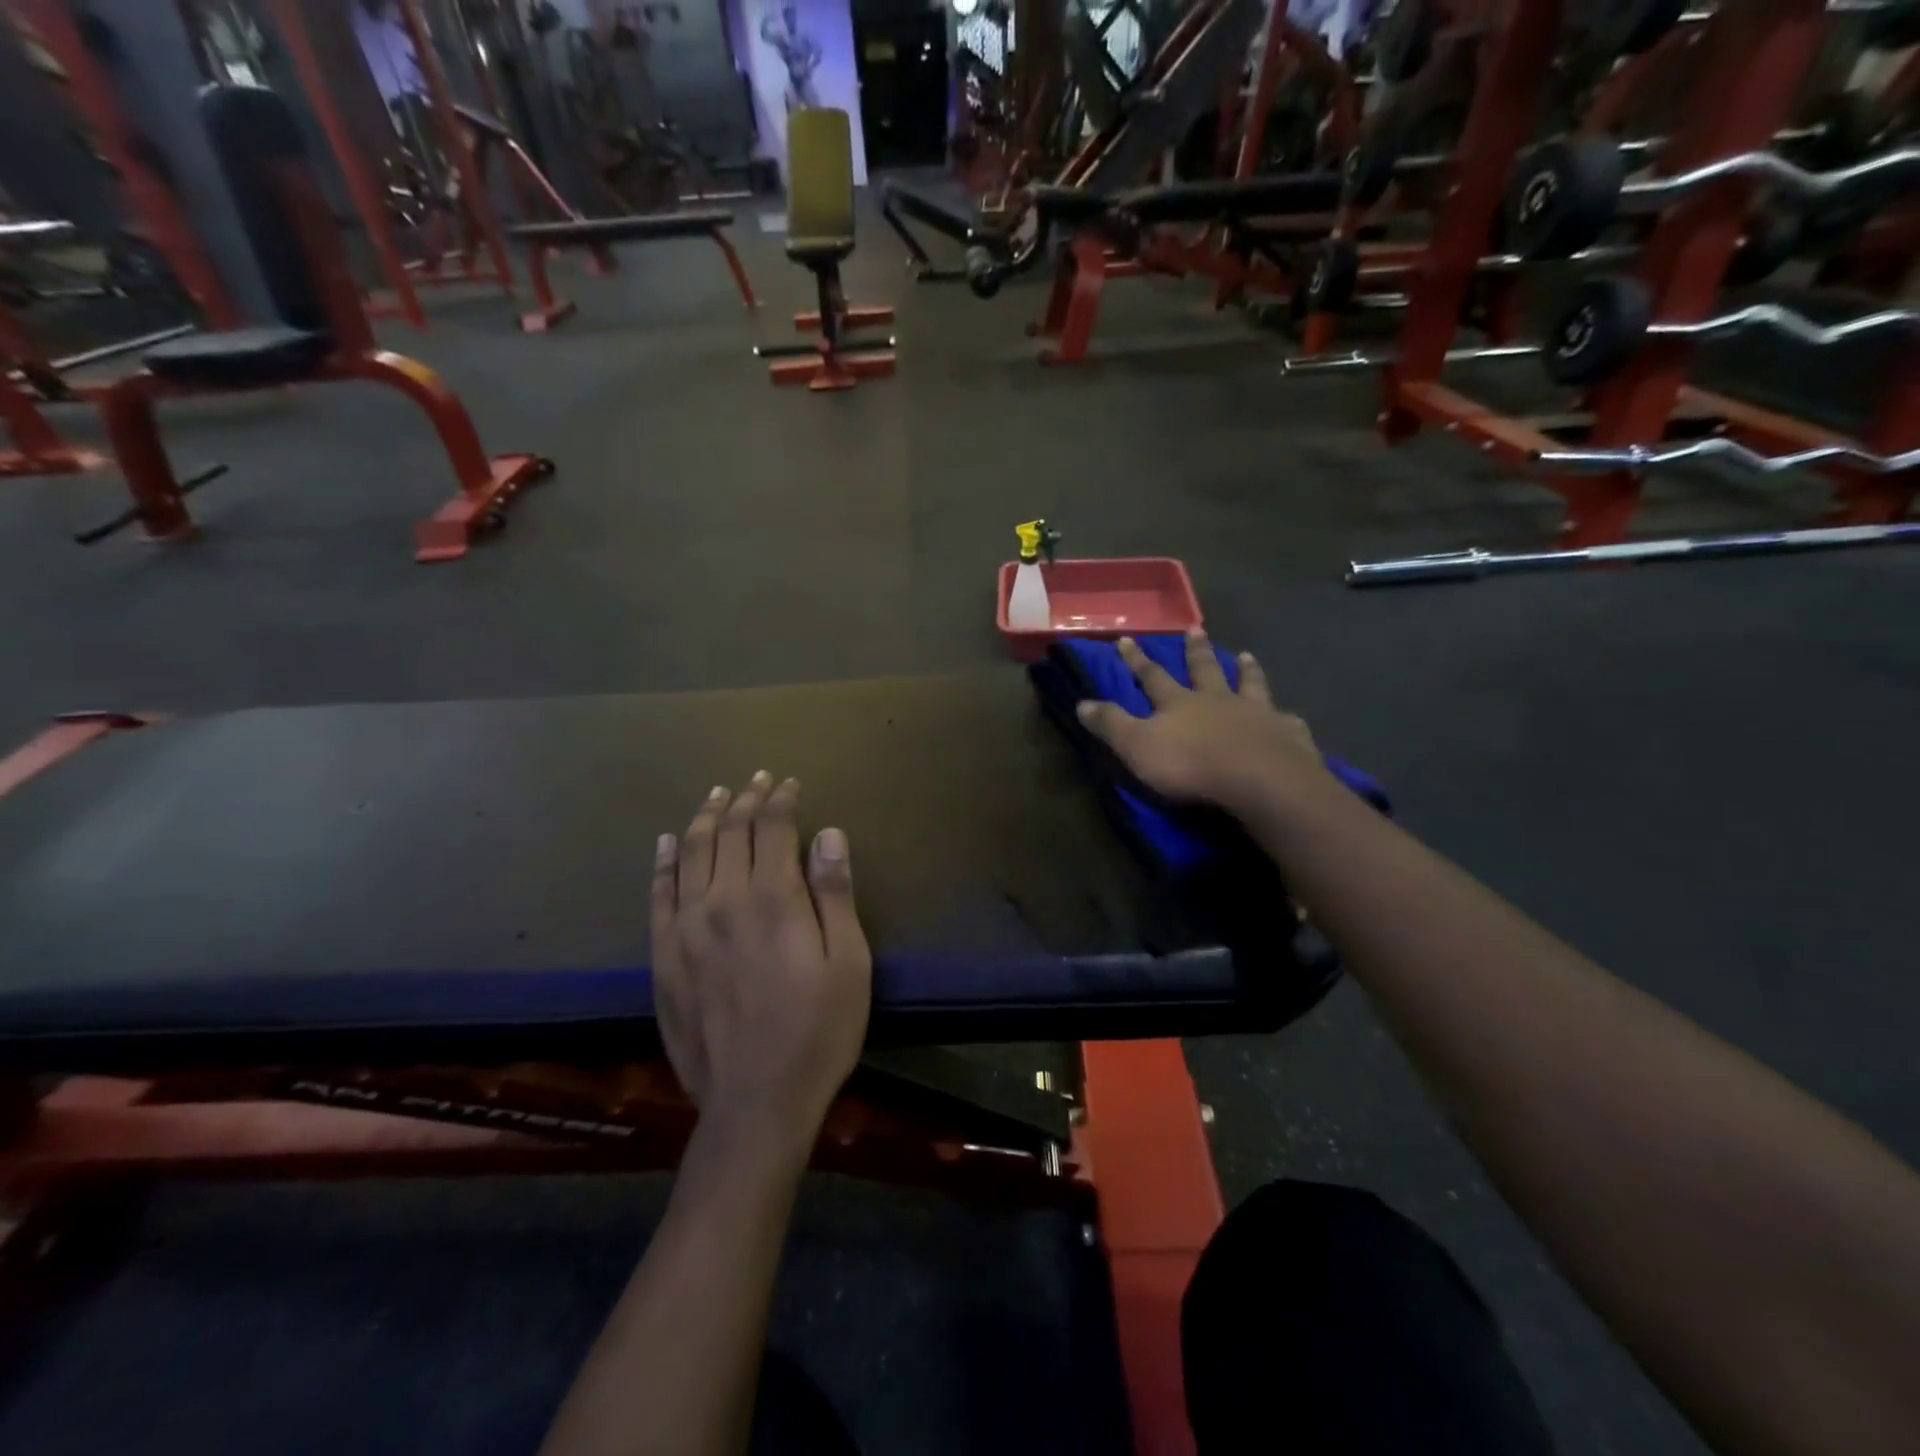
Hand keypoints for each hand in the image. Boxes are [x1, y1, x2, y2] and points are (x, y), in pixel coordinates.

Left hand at [651, 774, 871, 1149]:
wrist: (754, 1103)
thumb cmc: (817, 1031)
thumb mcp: (849, 963)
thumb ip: (835, 894)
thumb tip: (828, 834)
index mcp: (773, 899)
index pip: (772, 828)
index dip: (780, 800)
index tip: (788, 783)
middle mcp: (723, 901)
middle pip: (730, 833)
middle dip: (745, 800)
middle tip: (756, 780)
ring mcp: (685, 928)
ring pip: (692, 853)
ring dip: (706, 818)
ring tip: (716, 795)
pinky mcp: (663, 957)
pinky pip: (658, 895)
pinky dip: (665, 862)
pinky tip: (669, 842)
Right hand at [1075, 632, 1324, 814]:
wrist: (1258, 780)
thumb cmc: (1191, 764)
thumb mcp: (1137, 746)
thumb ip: (1111, 724)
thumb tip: (1081, 702)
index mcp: (1180, 703)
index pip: (1152, 676)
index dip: (1138, 660)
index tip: (1127, 639)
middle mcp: (1219, 700)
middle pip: (1205, 669)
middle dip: (1196, 650)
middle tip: (1195, 629)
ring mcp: (1257, 714)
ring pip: (1250, 684)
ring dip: (1246, 669)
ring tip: (1246, 655)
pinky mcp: (1287, 735)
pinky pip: (1286, 720)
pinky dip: (1284, 716)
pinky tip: (1289, 715)